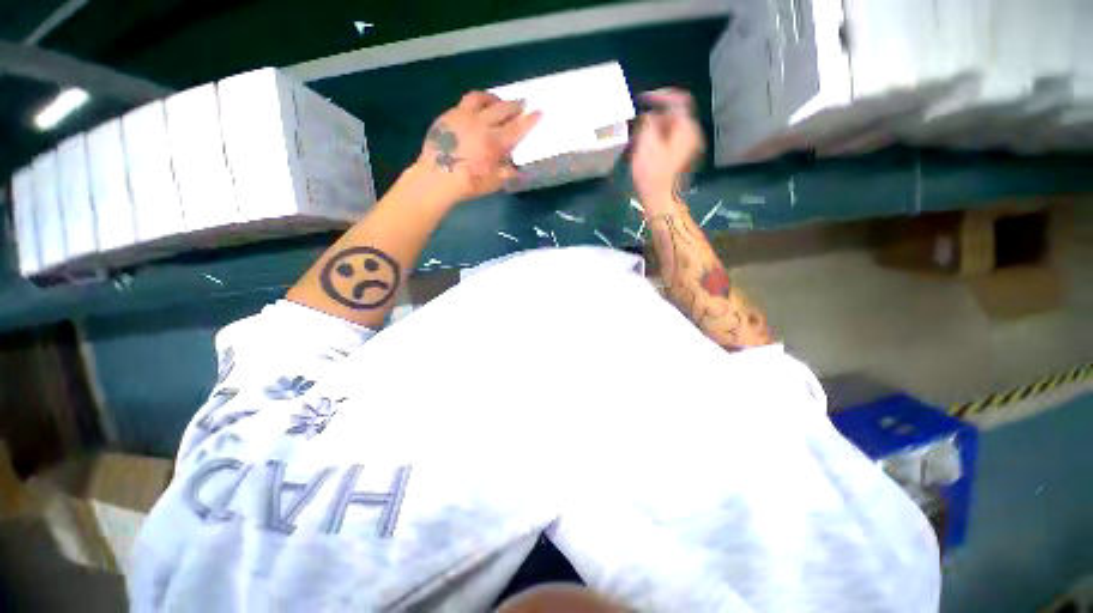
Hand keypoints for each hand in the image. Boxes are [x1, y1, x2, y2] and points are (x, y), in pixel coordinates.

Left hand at [416, 91, 541, 200]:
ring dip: (493, 98)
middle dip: (515, 105)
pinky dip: (475, 104)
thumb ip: (508, 173)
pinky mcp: (448, 116)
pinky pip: (464, 103)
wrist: (437, 178)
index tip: (539, 112)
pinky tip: (475, 110)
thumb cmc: (469, 183)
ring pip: (481, 98)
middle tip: (522, 102)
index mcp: (495, 142)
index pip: (517, 128)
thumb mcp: (494, 182)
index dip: (529, 120)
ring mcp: (463, 116)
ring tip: (497, 101)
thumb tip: (521, 171)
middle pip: (502, 109)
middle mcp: (481, 124)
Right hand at [630, 88, 704, 211]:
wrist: (662, 202)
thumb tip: (649, 116)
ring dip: (651, 132)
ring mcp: (688, 149)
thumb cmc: (653, 174)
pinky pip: (668, 144)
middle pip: (673, 117)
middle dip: (652, 118)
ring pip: (669, 132)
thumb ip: (648, 122)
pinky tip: (641, 152)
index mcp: (687, 127)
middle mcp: (691, 135)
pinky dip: (655, 143)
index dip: (660, 96)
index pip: (678, 99)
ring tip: (634, 141)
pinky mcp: (681, 161)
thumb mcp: (646, 143)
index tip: (642, 100)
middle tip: (634, 125)